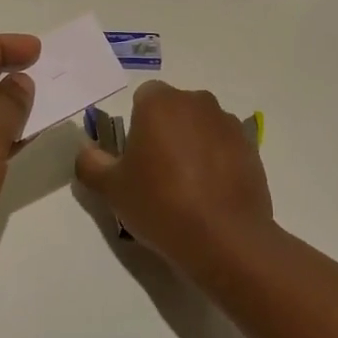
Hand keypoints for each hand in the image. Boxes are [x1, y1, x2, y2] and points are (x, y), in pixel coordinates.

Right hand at [74, 80, 273, 273]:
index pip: (143, 98)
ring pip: (200, 126)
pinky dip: (216, 161)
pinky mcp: (251, 147)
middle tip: (157, 173)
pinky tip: (211, 194)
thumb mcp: (111, 189)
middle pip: (174, 109)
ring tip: (187, 187)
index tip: (135, 158)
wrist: (224, 238)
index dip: (136, 126)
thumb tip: (87, 151)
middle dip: (165, 131)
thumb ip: (91, 163)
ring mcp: (228, 123)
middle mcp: (196, 102)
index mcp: (160, 102)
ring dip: (192, 144)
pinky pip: (224, 146)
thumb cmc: (160, 204)